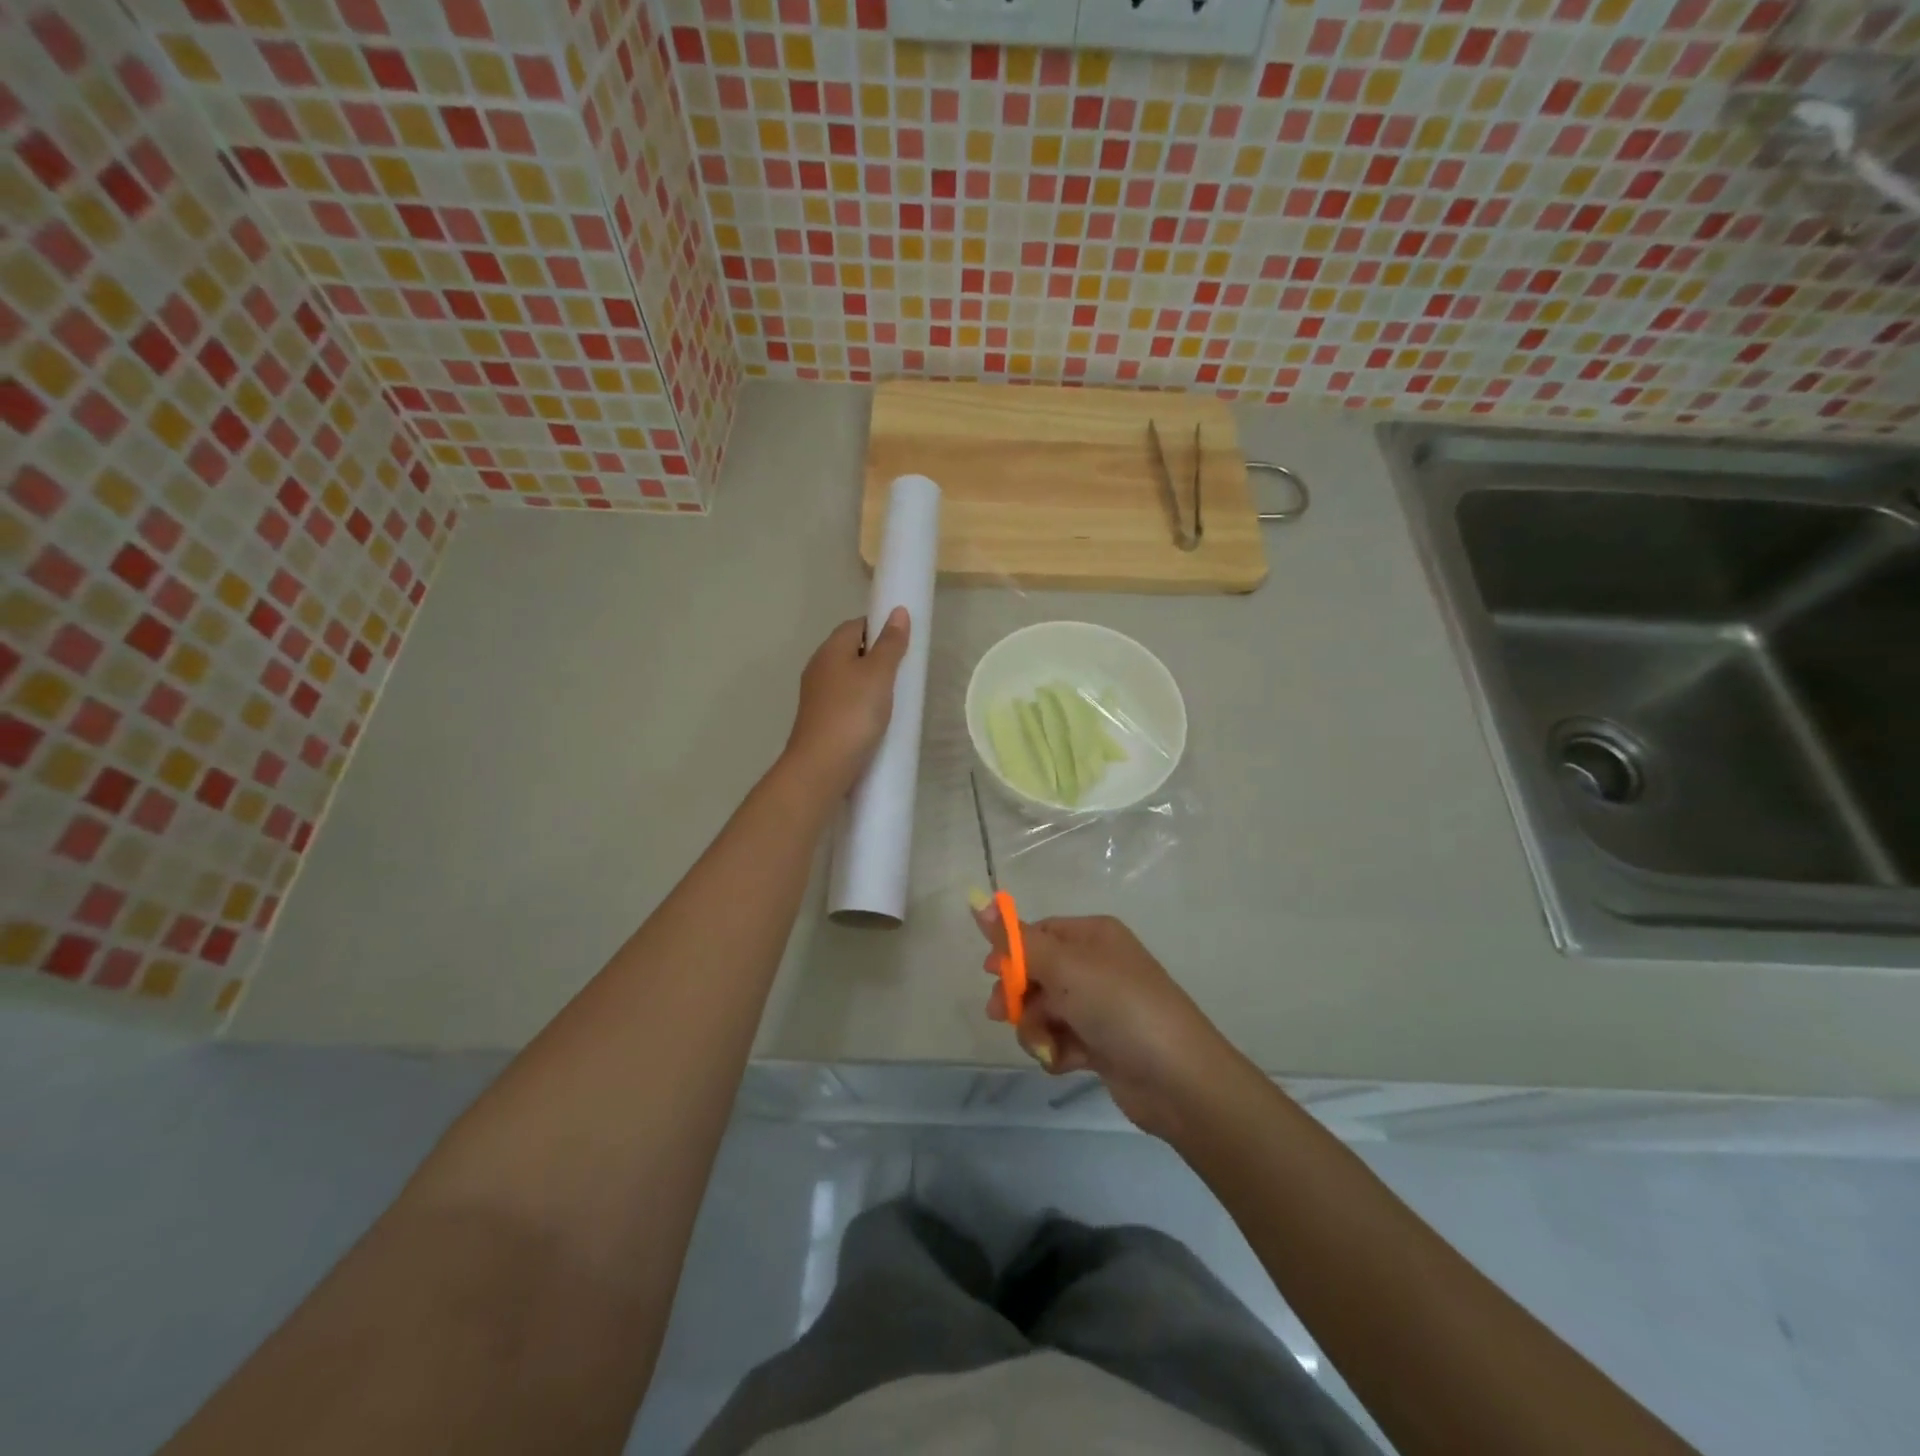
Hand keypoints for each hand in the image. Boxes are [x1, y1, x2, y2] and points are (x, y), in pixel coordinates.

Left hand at [784, 608, 909, 792]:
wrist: (821, 766)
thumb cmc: (853, 713)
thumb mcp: (879, 674)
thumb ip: (890, 643)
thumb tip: (898, 611)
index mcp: (830, 650)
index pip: (856, 624)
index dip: (880, 627)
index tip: (904, 642)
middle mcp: (819, 668)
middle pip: (852, 651)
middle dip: (878, 656)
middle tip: (905, 671)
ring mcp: (817, 696)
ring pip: (849, 678)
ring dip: (871, 683)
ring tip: (896, 696)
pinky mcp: (821, 719)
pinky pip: (846, 701)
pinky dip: (863, 704)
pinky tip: (877, 718)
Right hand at [974, 910, 1237, 1139]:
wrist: (1177, 1078)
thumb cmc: (1118, 1006)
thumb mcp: (1063, 966)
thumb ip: (1016, 940)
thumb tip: (977, 900)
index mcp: (1093, 936)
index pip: (1039, 933)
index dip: (1012, 952)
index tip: (990, 974)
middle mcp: (1097, 965)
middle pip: (1037, 973)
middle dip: (1019, 995)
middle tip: (1002, 1014)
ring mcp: (1100, 1006)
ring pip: (1045, 1010)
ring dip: (1037, 1029)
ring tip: (1047, 1046)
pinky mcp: (1101, 1044)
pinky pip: (1062, 1039)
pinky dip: (1057, 1051)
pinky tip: (1066, 1062)